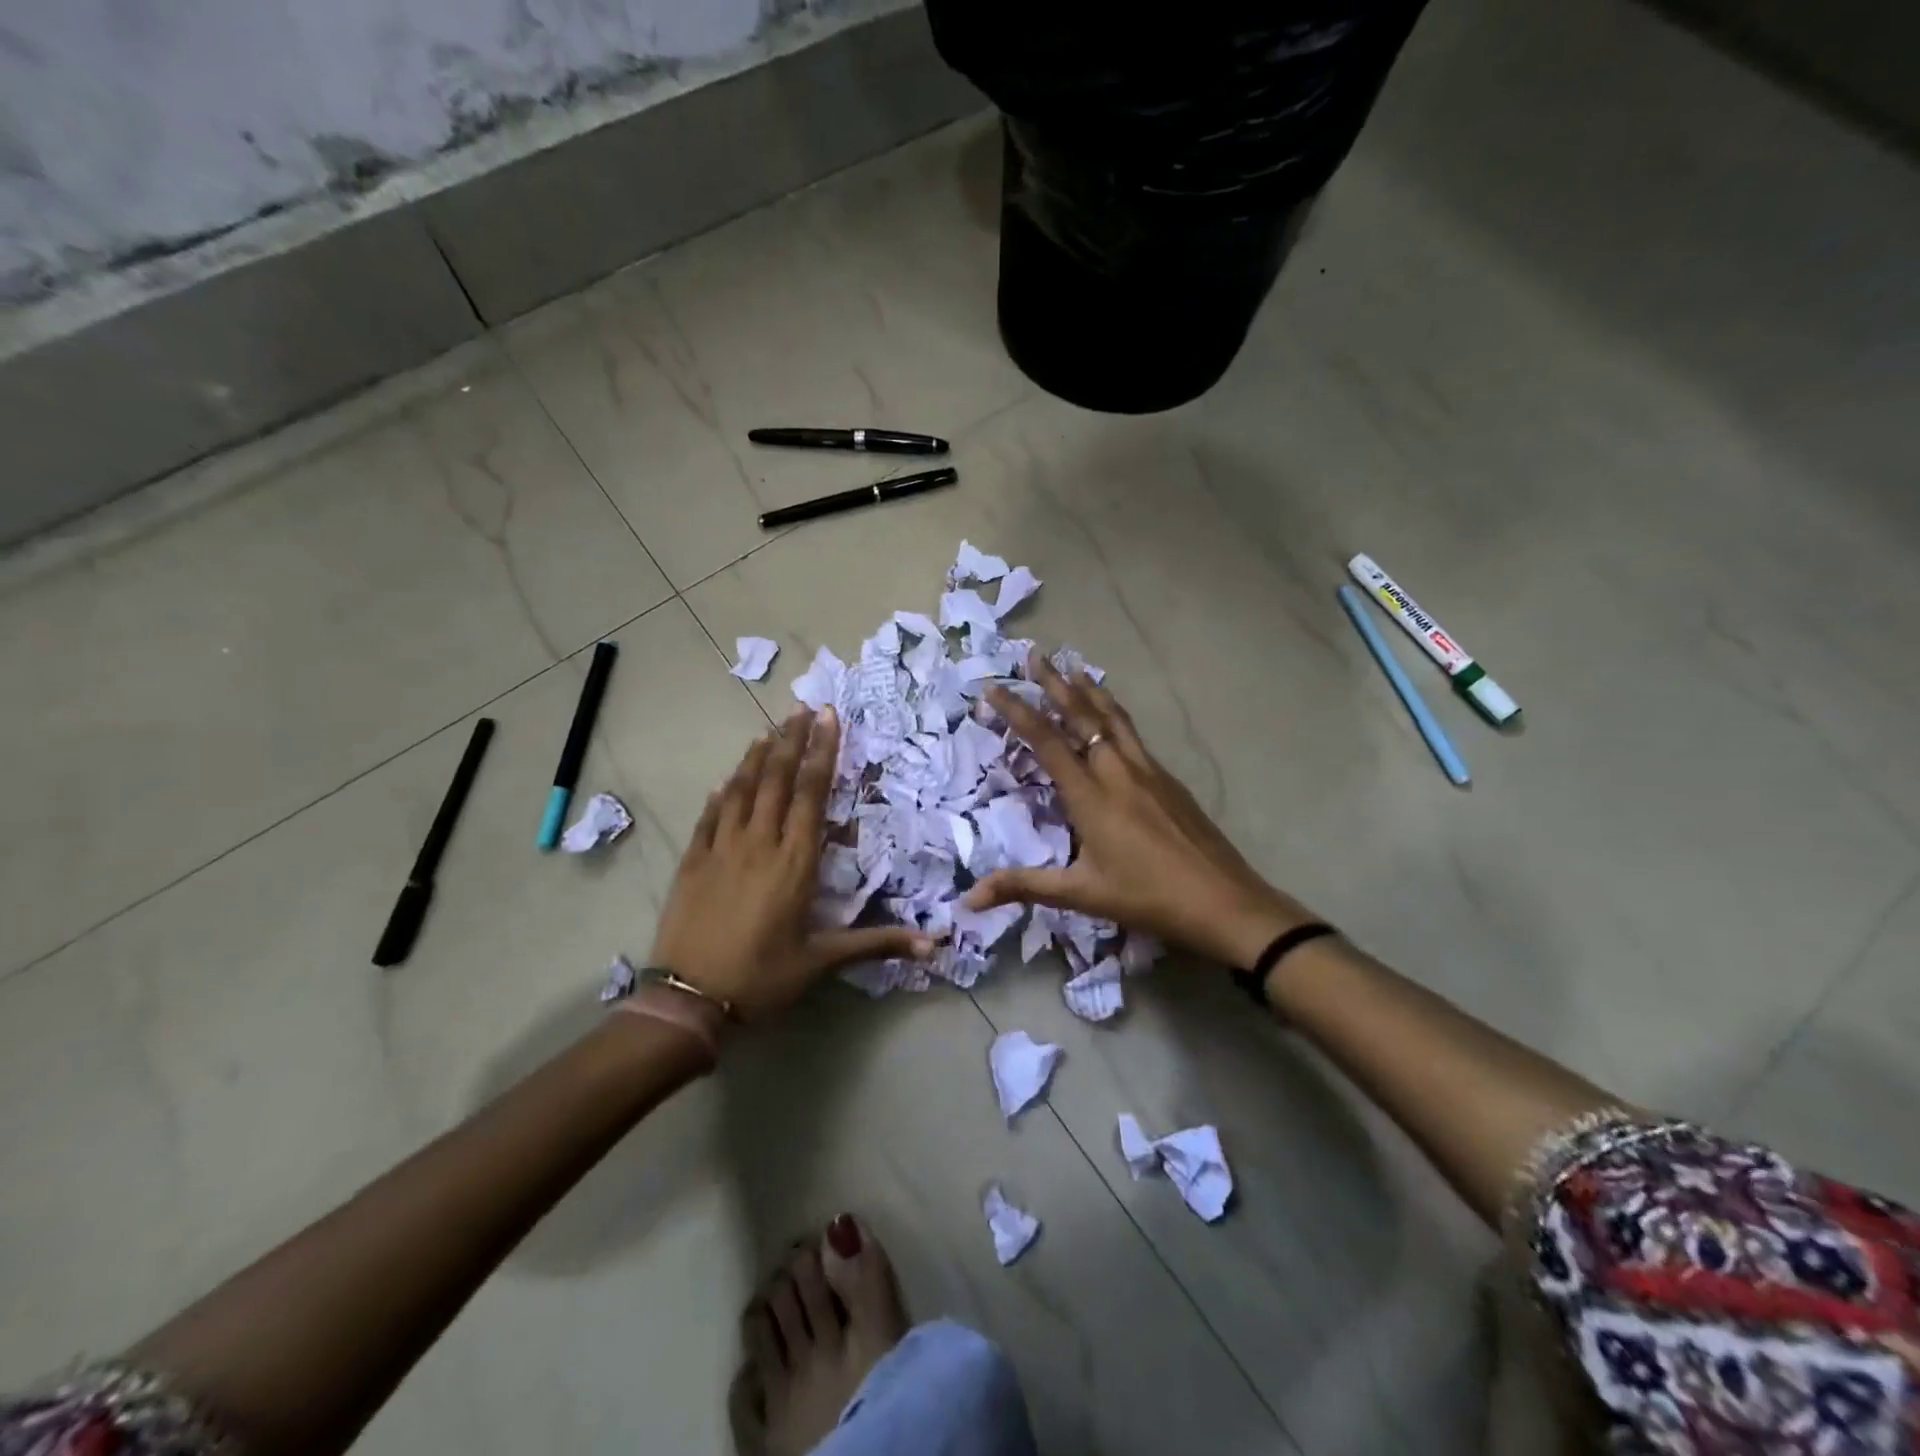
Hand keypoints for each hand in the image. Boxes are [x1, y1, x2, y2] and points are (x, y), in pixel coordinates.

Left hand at [651, 707, 932, 1020]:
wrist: (688, 1000)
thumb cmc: (762, 978)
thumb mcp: (822, 962)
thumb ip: (876, 944)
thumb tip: (934, 944)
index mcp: (795, 862)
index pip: (812, 794)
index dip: (823, 753)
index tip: (828, 718)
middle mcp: (759, 843)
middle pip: (777, 780)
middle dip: (793, 740)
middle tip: (803, 708)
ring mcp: (721, 848)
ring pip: (741, 790)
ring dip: (757, 757)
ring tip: (770, 729)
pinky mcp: (693, 861)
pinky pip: (709, 816)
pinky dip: (720, 793)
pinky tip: (725, 779)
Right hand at [965, 655, 1314, 968]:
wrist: (1225, 901)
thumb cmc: (1148, 898)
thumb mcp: (1081, 895)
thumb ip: (1024, 887)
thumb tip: (969, 898)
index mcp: (1091, 795)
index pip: (1046, 742)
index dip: (1017, 712)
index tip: (994, 687)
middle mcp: (1118, 771)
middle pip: (1082, 716)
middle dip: (1054, 683)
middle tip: (1034, 654)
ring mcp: (1149, 772)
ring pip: (1113, 719)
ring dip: (1089, 691)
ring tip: (1074, 668)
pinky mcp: (1170, 781)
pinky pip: (1133, 734)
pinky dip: (1114, 714)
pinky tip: (1114, 718)